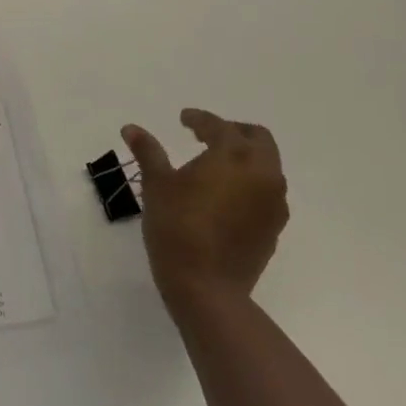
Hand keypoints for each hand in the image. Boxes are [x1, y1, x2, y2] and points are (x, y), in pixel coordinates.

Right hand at [122, 110, 288, 312]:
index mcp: (233, 155)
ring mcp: (274, 201)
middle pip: (257, 138)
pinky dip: (250, 183)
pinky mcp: (275, 226)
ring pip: (267, 165)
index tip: (183, 119)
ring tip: (216, 166)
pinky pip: (267, 192)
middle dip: (233, 131)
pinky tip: (226, 195)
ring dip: (245, 157)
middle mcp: (262, 172)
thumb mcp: (157, 185)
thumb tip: (131, 128)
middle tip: (207, 135)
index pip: (218, 126)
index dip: (199, 119)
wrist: (207, 287)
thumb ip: (148, 151)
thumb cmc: (177, 227)